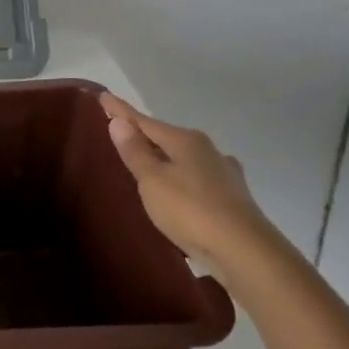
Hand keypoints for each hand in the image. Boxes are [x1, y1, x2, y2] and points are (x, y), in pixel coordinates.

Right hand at [99, 93, 274, 269]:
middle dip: (144, 135)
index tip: (103, 96)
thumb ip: (135, 152)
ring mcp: (223, 173)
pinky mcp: (232, 198)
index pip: (144, 121)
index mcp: (185, 140)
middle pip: (166, 138)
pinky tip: (181, 187)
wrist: (245, 252)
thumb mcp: (153, 180)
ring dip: (165, 158)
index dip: (121, 111)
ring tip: (147, 163)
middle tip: (121, 132)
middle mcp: (207, 150)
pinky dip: (182, 178)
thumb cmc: (191, 210)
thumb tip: (119, 122)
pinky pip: (196, 179)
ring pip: (184, 158)